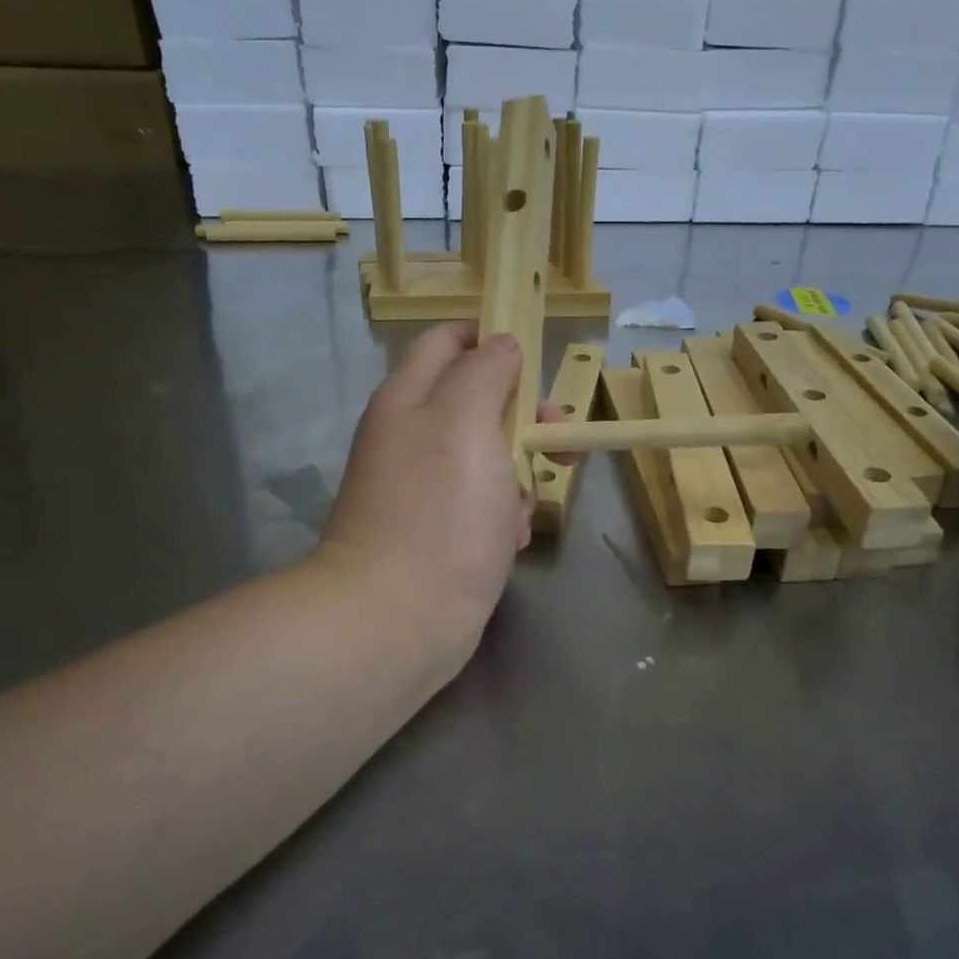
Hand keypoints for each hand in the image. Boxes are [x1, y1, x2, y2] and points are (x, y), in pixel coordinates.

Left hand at [317, 324, 557, 665]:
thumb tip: (501, 344)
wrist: (399, 619)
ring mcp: (424, 489)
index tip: (536, 362)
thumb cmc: (439, 511)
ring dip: (519, 475)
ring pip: (489, 458)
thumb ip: (485, 371)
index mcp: (408, 399)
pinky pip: (484, 506)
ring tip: (525, 507)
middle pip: (477, 402)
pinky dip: (505, 516)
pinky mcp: (439, 533)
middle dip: (523, 417)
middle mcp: (411, 437)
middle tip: (559, 439)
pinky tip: (512, 541)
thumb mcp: (467, 421)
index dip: (492, 339)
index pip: (447, 341)